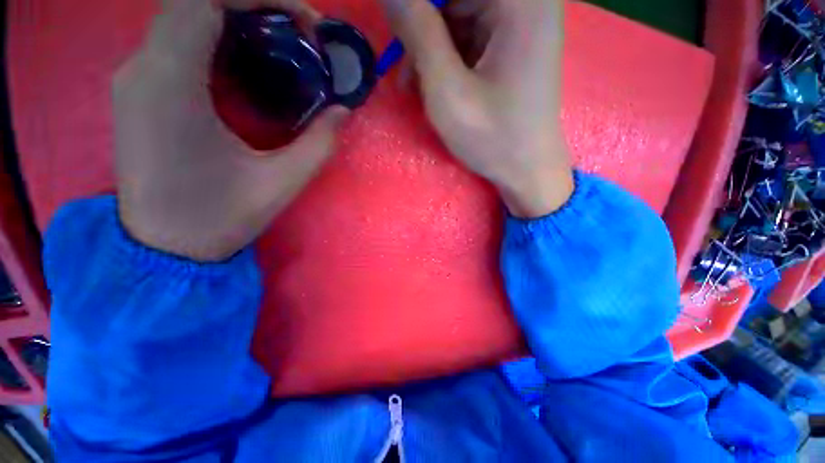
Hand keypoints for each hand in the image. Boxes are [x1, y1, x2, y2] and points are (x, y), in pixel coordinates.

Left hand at [114, 0, 348, 261]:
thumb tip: (343, 111)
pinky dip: (214, 38)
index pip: (204, 0)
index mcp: (170, 84)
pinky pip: (175, 42)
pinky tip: (245, 64)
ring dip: (234, 19)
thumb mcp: (282, 182)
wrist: (166, 247)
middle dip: (251, 5)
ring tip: (279, 45)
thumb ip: (319, 143)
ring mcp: (135, 79)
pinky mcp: (138, 92)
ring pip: (183, 18)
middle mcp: (142, 68)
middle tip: (298, 34)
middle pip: (193, 2)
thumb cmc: (220, 218)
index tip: (303, 21)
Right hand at [381, 0, 572, 217]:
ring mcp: (521, 23)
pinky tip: (435, 86)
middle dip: (423, 31)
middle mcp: (527, 2)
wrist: (527, 170)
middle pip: (455, 0)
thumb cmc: (492, 138)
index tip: (398, 34)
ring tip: (415, 87)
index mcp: (520, 2)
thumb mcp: (447, 90)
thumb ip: (418, 32)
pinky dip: (447, 58)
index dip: (419, 9)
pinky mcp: (513, 45)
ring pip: (459, 16)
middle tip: (405, 72)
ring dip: (431, 49)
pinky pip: (470, 36)